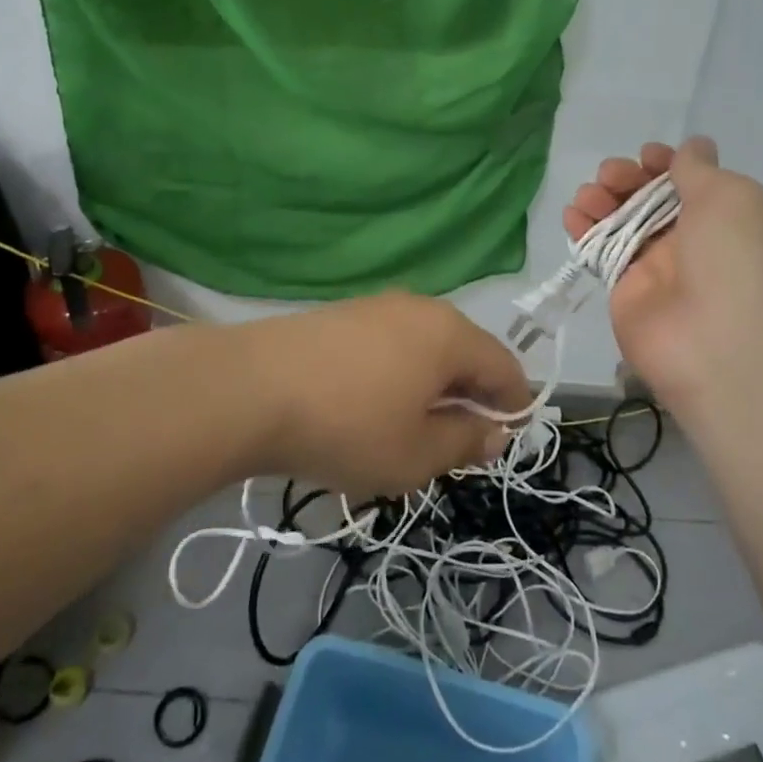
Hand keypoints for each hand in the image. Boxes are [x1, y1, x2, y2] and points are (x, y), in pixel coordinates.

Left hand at [237, 293, 528, 495]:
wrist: (248, 389)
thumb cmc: (347, 427)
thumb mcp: (416, 454)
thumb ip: (465, 442)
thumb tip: (493, 431)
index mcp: (450, 335)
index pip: (505, 367)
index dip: (514, 406)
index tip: (502, 442)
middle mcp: (419, 308)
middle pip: (464, 352)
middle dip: (468, 397)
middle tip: (453, 444)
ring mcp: (375, 306)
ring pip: (424, 348)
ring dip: (430, 387)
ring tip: (408, 429)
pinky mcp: (339, 315)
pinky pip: (388, 344)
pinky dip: (396, 374)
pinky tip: (369, 406)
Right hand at [564, 137, 762, 415]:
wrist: (719, 347)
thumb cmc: (734, 260)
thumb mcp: (730, 197)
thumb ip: (698, 169)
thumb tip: (693, 147)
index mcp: (726, 217)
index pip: (690, 180)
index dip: (666, 163)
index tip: (646, 155)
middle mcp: (691, 240)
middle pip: (649, 198)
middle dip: (627, 179)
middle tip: (610, 176)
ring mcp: (655, 266)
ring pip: (621, 222)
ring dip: (601, 201)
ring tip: (587, 196)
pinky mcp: (624, 290)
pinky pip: (600, 252)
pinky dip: (583, 230)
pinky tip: (571, 217)